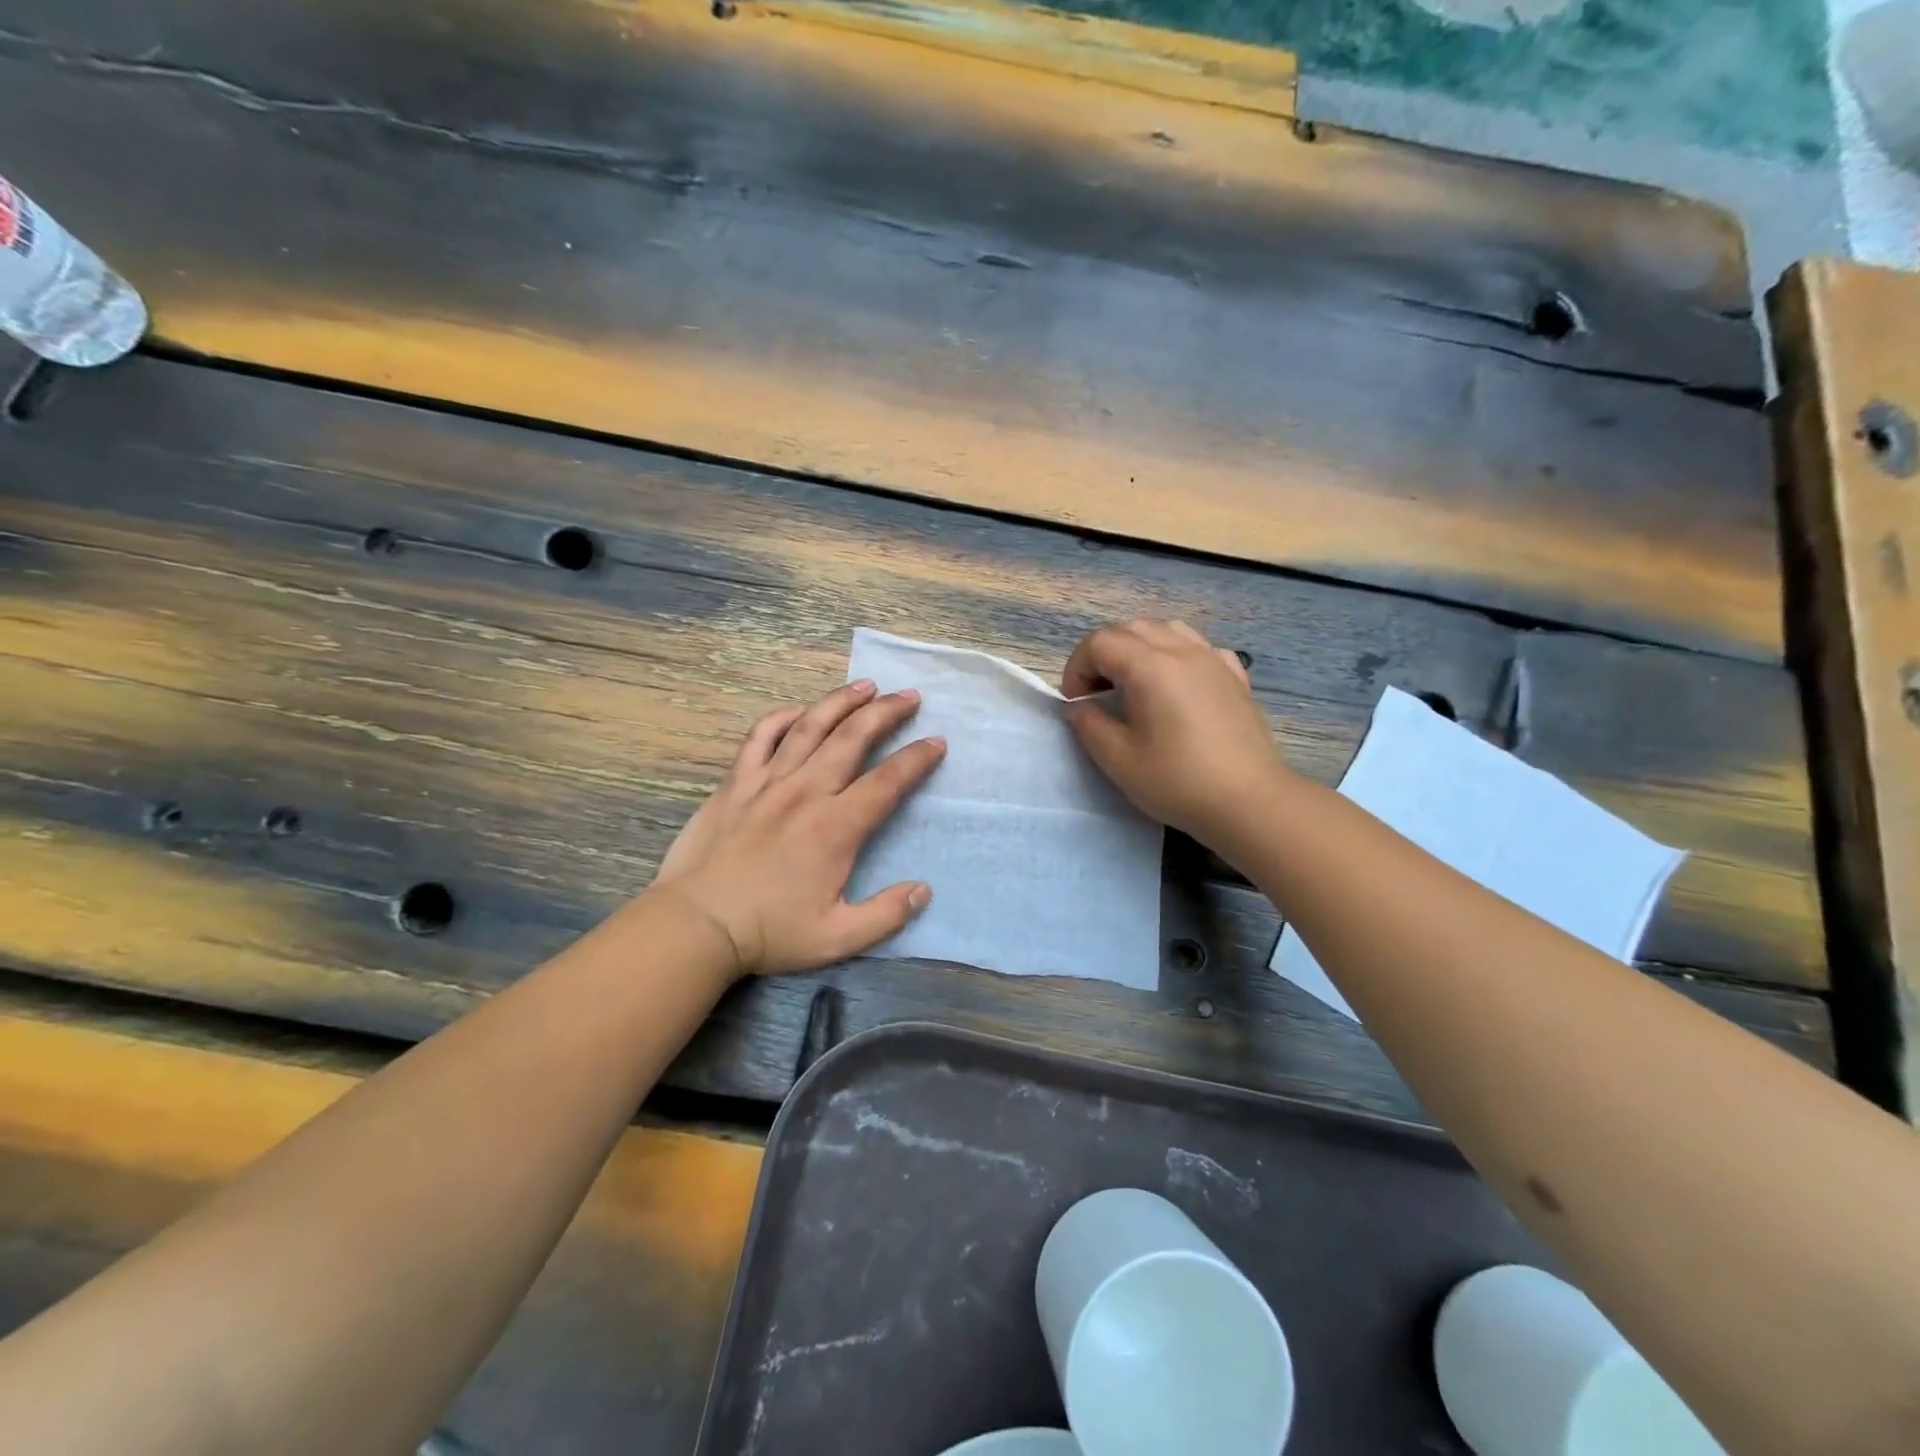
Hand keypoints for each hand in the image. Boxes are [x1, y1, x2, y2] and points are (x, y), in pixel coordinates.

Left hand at [651, 681, 944, 978]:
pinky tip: (798, 710)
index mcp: (836, 827)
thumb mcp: (837, 938)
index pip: (887, 781)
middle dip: (886, 712)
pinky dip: (781, 718)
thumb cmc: (768, 932)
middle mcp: (806, 792)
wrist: (695, 924)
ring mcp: (767, 782)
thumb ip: (886, 914)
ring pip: (810, 726)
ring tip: (865, 685)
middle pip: (853, 738)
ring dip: (841, 702)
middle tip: (909, 696)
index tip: (937, 742)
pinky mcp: (735, 783)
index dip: (917, 759)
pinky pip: (760, 737)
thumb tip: (923, 890)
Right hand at [1062, 619, 1283, 845]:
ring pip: (1167, 630)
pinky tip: (1178, 686)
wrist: (1250, 802)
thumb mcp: (1119, 760)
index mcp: (1150, 667)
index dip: (1078, 668)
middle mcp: (1182, 651)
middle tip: (1098, 695)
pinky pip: (1200, 648)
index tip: (1077, 704)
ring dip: (1139, 648)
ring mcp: (1213, 660)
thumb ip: (1089, 725)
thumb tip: (1078, 707)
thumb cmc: (1178, 782)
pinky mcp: (1235, 677)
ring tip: (1134, 685)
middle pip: (1131, 629)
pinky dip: (1178, 656)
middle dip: (1104, 655)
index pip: (1099, 643)